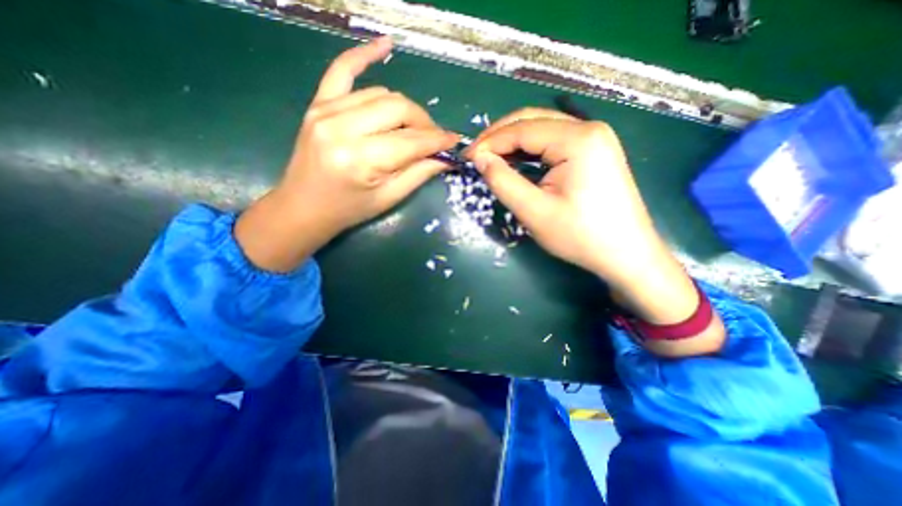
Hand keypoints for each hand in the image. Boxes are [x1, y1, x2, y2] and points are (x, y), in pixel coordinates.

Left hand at [234, 35, 458, 272]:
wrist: (304, 206)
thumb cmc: (349, 210)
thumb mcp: (388, 198)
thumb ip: (418, 174)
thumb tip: (446, 158)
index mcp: (361, 160)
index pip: (411, 141)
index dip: (437, 140)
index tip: (454, 141)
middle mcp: (342, 128)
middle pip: (398, 108)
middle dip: (424, 122)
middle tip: (434, 138)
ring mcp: (326, 110)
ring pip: (382, 94)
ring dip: (405, 109)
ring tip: (414, 127)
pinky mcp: (318, 104)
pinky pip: (342, 70)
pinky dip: (364, 55)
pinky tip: (386, 45)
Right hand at [469, 107, 663, 284]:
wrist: (626, 254)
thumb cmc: (580, 236)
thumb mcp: (534, 211)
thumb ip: (503, 181)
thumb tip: (480, 158)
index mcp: (578, 139)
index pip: (522, 129)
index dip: (490, 141)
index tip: (467, 157)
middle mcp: (589, 128)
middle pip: (533, 121)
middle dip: (500, 136)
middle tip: (477, 156)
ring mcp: (595, 139)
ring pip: (543, 130)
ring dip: (514, 142)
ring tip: (491, 158)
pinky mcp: (595, 151)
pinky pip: (554, 142)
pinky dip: (531, 150)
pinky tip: (516, 161)